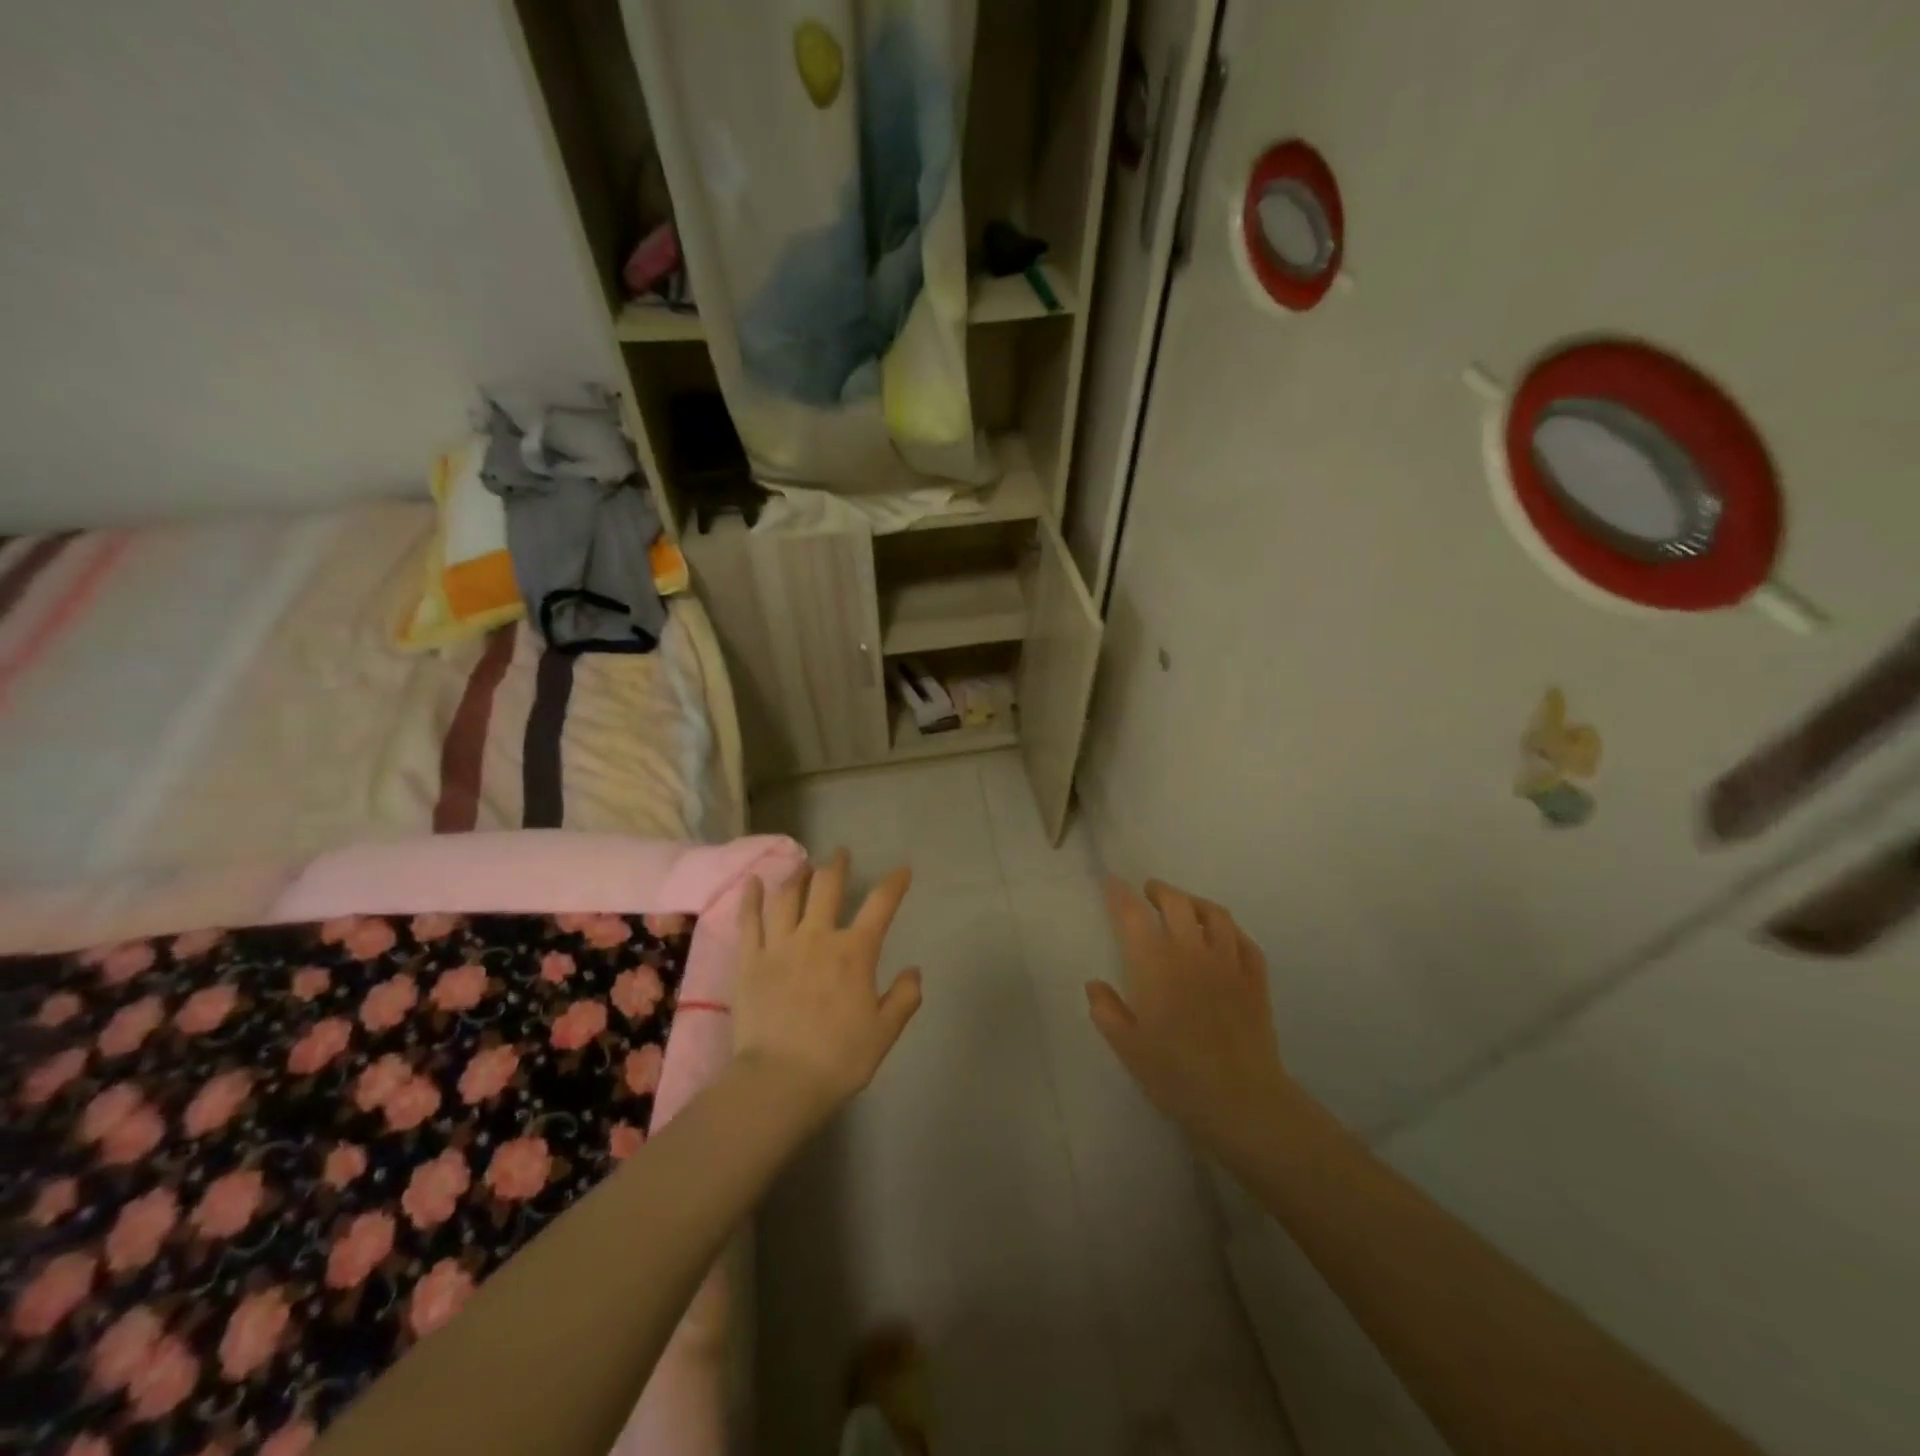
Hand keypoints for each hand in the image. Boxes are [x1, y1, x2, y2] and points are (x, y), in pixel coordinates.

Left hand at [733, 849, 921, 1124]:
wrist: (780, 1080)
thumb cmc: (838, 1059)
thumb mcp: (884, 1033)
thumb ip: (903, 998)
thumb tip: (913, 971)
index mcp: (855, 952)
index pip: (880, 905)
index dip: (894, 883)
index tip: (902, 870)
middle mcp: (818, 937)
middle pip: (828, 887)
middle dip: (837, 866)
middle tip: (841, 854)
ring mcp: (780, 945)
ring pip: (788, 897)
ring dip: (798, 877)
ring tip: (802, 867)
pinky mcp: (750, 960)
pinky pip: (750, 920)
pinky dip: (752, 897)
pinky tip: (755, 882)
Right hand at [1087, 878, 1293, 1156]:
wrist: (1241, 1099)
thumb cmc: (1176, 1074)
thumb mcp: (1127, 1047)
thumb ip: (1107, 1011)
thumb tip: (1095, 985)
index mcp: (1154, 964)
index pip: (1132, 915)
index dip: (1120, 895)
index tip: (1112, 883)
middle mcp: (1191, 952)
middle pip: (1176, 902)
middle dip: (1159, 891)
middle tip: (1149, 893)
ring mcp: (1228, 962)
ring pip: (1214, 914)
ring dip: (1195, 903)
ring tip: (1185, 906)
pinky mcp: (1255, 979)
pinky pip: (1244, 940)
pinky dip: (1230, 930)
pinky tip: (1224, 937)